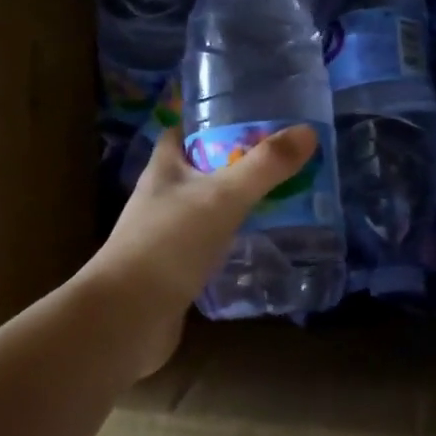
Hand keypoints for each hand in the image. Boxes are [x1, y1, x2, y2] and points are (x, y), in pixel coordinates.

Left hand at [84, 125, 318, 374]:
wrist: (128, 317)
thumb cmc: (169, 244)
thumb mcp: (222, 198)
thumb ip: (264, 166)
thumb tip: (307, 131)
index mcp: (164, 169)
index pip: (182, 131)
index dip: (210, 122)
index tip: (249, 119)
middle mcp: (160, 196)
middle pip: (198, 169)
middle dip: (233, 164)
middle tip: (278, 162)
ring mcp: (164, 234)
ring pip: (204, 208)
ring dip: (233, 204)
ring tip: (279, 199)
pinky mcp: (174, 268)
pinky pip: (207, 244)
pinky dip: (230, 240)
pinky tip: (258, 243)